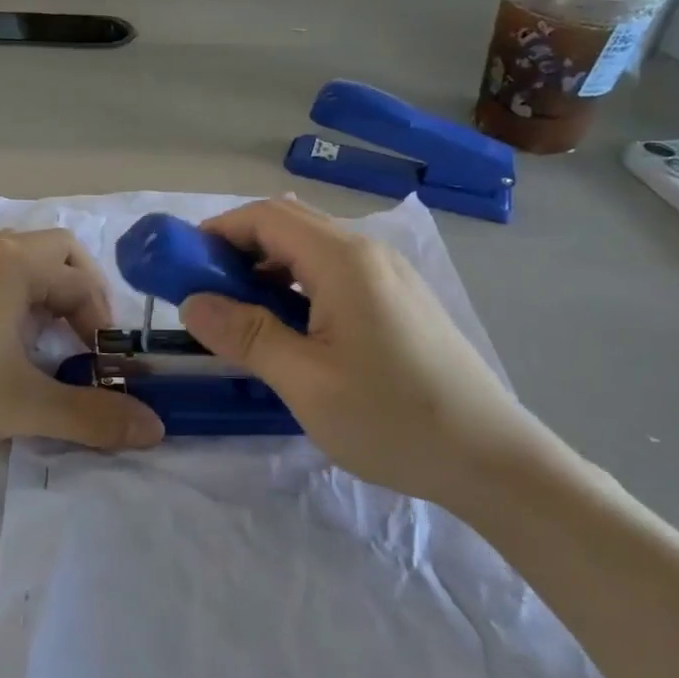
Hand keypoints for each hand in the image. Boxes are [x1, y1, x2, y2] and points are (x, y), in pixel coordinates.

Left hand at [0, 229, 162, 460]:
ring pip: (22, 258)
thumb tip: (155, 429)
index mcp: (13, 265)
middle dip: (82, 290)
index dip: (103, 321)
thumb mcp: (24, 406)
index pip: (81, 281)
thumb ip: (92, 416)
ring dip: (47, 290)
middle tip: (88, 336)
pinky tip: (7, 338)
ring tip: (51, 338)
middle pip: (57, 251)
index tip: (104, 363)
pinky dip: (16, 293)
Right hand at [179, 198, 555, 507]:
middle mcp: (369, 252)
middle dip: (238, 249)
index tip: (184, 266)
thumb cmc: (394, 419)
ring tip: (243, 316)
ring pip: (312, 250)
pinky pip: (335, 273)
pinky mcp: (400, 300)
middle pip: (289, 225)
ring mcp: (389, 275)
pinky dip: (297, 286)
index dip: (218, 232)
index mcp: (344, 260)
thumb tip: (192, 303)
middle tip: (207, 294)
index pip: (266, 216)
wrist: (495, 461)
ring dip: (268, 269)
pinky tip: (291, 330)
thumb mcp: (306, 382)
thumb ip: (246, 335)